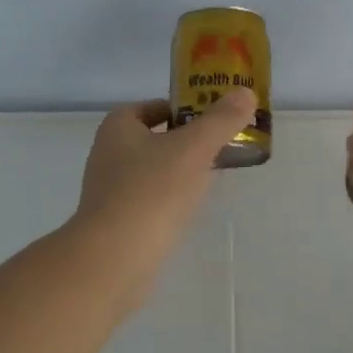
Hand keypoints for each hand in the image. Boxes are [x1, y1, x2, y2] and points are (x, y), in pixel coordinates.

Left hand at [69, 88, 258, 305]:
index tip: (212, 119)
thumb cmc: (152, 191)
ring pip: (152, 172)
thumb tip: (245, 93)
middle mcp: (107, 154)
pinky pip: (148, 202)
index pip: (152, 107)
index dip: (182, 108)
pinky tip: (189, 211)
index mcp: (118, 127)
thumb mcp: (194, 148)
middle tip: (220, 147)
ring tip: (212, 179)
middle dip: (185, 141)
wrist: (113, 260)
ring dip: (178, 172)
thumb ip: (221, 120)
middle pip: (154, 138)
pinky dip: (169, 201)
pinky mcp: (114, 223)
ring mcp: (108, 191)